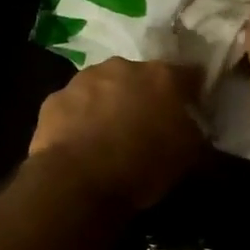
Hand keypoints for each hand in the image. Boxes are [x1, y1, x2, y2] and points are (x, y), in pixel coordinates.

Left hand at [29, 58, 206, 209]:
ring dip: (109, 103)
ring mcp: (84, 80)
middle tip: (146, 124)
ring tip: (109, 134)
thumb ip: (195, 134)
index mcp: (163, 77)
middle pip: (141, 77)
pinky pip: (74, 105)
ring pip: (104, 86)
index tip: (192, 108)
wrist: (79, 181)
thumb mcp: (188, 158)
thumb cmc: (143, 167)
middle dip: (145, 95)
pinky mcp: (55, 99)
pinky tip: (81, 143)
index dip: (192, 91)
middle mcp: (123, 67)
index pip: (189, 74)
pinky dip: (79, 118)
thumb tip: (194, 129)